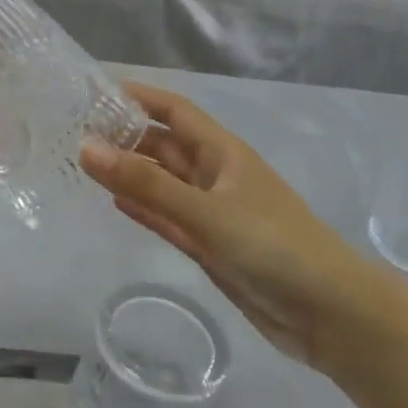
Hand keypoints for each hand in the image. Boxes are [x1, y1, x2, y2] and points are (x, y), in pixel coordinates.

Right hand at [80, 83, 396, 371]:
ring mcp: (213, 213)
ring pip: (163, 183)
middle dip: (126, 137)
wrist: (331, 316)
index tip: (96, 91)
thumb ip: (146, 183)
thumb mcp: (206, 211)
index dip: (139, 97)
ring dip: (130, 173)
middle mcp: (216, 176)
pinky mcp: (211, 247)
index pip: (175, 111)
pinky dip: (144, 208)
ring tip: (84, 164)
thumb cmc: (273, 247)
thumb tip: (86, 148)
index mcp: (223, 153)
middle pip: (164, 146)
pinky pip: (169, 218)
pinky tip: (115, 202)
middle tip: (75, 133)